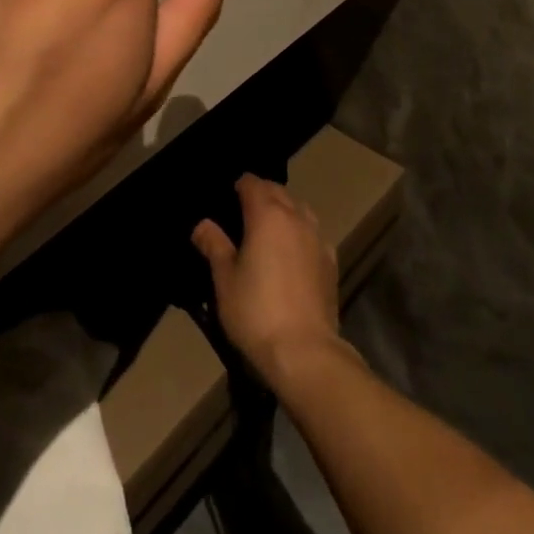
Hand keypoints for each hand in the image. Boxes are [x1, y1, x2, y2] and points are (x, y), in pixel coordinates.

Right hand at [192, 175, 350, 391]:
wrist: (304, 350)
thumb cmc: (256, 311)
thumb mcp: (224, 279)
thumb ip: (214, 245)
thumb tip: (203, 224)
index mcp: (267, 214)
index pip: (252, 183)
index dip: (239, 186)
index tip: (227, 198)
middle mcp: (295, 217)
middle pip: (278, 191)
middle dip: (261, 194)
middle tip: (243, 214)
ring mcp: (317, 238)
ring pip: (300, 209)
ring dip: (284, 210)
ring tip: (269, 230)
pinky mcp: (331, 261)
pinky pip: (313, 233)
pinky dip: (301, 233)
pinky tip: (293, 253)